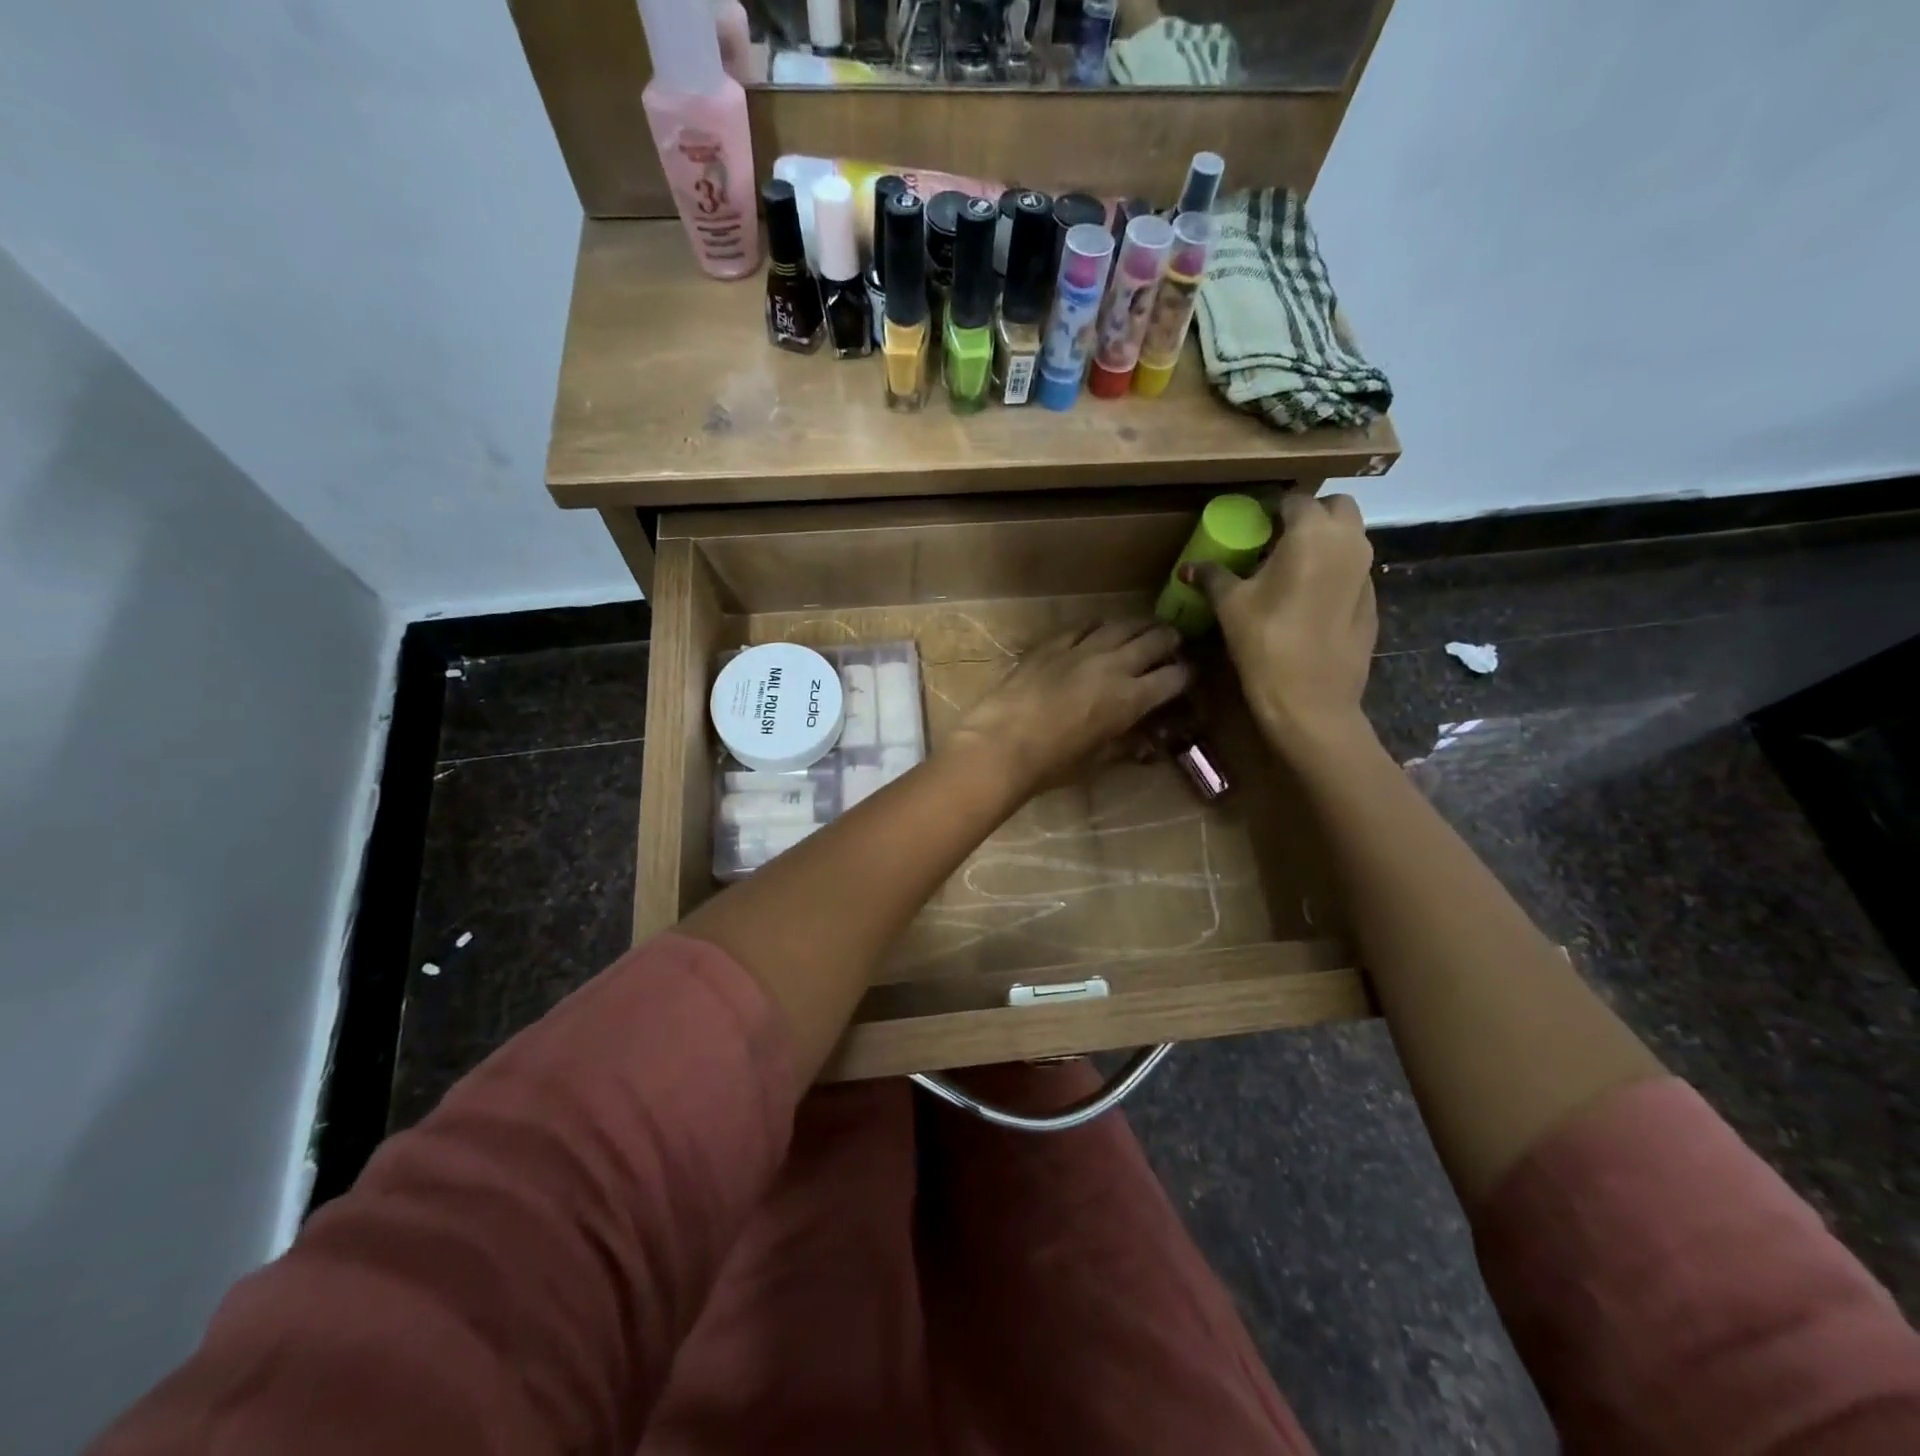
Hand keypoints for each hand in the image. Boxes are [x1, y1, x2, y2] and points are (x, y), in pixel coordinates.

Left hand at [947, 621, 1190, 797]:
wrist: (1000, 744)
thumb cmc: (1051, 764)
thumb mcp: (1097, 762)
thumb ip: (1125, 748)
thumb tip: (1146, 746)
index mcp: (1131, 698)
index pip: (1174, 677)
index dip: (1187, 676)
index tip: (1187, 678)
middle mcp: (1113, 665)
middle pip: (1155, 640)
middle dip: (1170, 641)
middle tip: (1173, 644)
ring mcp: (1081, 649)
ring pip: (1122, 625)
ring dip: (1139, 626)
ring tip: (1143, 630)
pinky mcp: (1052, 643)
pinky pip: (1084, 625)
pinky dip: (1099, 627)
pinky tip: (1100, 631)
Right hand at [1182, 492, 1376, 755]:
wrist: (1311, 700)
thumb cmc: (1266, 643)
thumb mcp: (1230, 606)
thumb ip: (1212, 577)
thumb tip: (1189, 567)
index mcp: (1312, 533)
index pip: (1294, 499)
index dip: (1271, 508)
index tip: (1251, 523)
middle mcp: (1349, 542)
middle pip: (1336, 508)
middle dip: (1309, 515)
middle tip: (1276, 539)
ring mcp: (1366, 573)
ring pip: (1349, 539)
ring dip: (1323, 543)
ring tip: (1288, 570)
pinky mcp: (1372, 602)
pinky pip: (1352, 572)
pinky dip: (1333, 573)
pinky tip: (1307, 602)